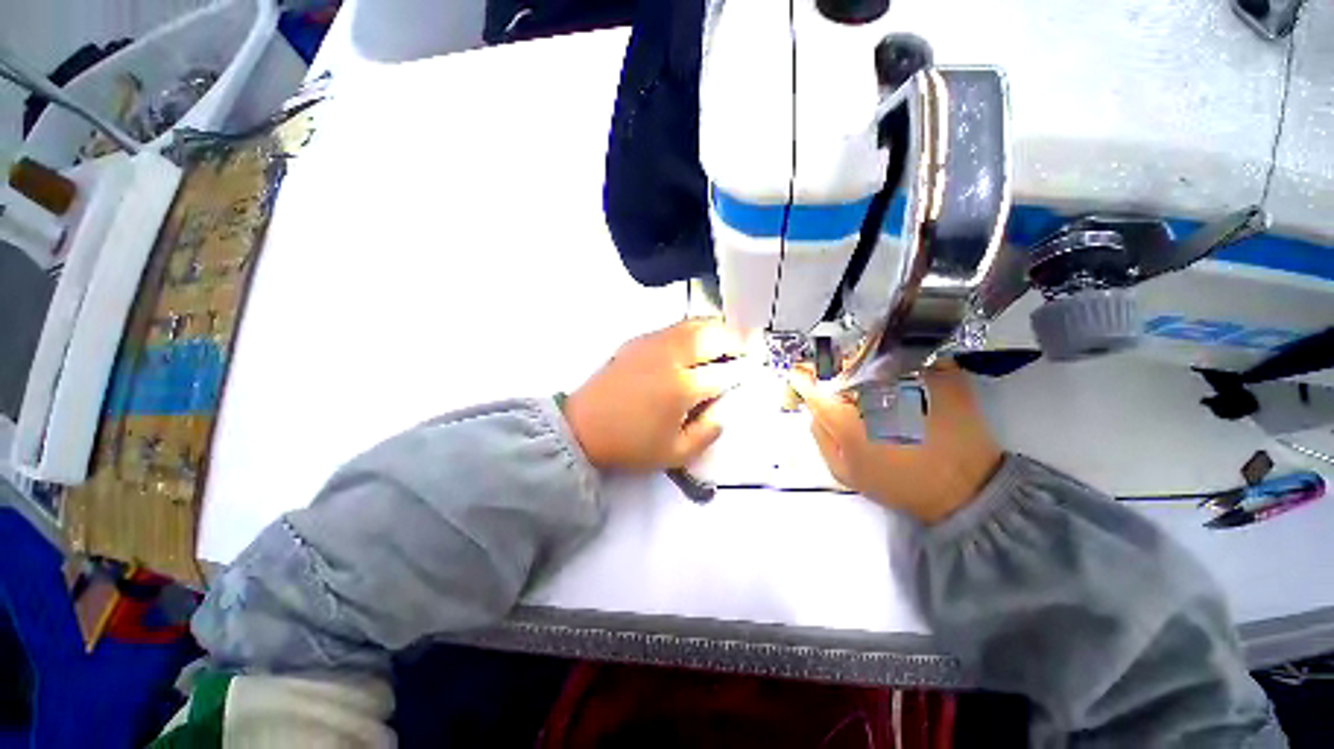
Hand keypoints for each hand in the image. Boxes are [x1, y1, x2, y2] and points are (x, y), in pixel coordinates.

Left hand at [564, 319, 745, 471]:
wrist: (583, 429)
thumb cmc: (630, 445)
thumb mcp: (675, 453)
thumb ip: (708, 432)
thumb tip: (727, 410)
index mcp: (682, 388)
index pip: (724, 373)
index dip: (743, 370)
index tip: (756, 368)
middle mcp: (671, 358)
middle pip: (712, 337)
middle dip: (735, 339)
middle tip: (749, 345)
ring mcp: (652, 345)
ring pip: (693, 325)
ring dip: (716, 328)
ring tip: (729, 336)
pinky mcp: (638, 340)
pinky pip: (674, 327)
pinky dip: (693, 328)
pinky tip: (697, 338)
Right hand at [790, 363, 1002, 524]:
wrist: (967, 488)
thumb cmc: (899, 483)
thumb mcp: (844, 471)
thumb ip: (820, 435)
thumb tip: (814, 408)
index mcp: (845, 413)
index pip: (809, 382)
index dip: (801, 380)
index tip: (802, 382)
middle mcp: (872, 388)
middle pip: (839, 365)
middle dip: (833, 374)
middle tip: (843, 393)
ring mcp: (907, 375)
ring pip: (870, 358)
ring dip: (864, 370)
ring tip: (875, 392)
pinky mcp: (938, 371)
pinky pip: (905, 359)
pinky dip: (896, 368)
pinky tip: (902, 387)